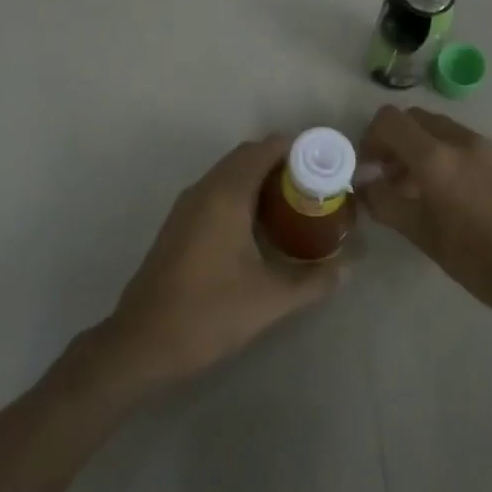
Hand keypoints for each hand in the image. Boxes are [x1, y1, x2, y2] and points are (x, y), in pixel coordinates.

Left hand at [102, 135, 341, 388]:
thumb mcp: (270, 300)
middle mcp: (204, 190)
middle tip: (316, 186)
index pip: (264, 149)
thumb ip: (313, 280)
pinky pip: (216, 192)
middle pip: (247, 157)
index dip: (296, 149)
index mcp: (225, 196)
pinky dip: (242, 194)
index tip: (325, 164)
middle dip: (282, 163)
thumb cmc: (208, 314)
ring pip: (229, 174)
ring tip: (295, 204)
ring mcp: (187, 206)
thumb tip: (349, 268)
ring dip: (260, 179)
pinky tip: (261, 227)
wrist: (142, 342)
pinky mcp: (179, 224)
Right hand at [357, 106, 491, 313]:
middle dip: (394, 140)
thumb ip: (383, 201)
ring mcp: (483, 146)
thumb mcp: (418, 232)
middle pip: (413, 118)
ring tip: (413, 186)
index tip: (368, 166)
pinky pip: (459, 141)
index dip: (370, 138)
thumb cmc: (471, 256)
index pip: (390, 120)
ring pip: (437, 128)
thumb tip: (363, 184)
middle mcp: (459, 140)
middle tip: (387, 174)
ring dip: (417, 146)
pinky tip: (443, 190)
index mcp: (435, 157)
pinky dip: (441, 152)